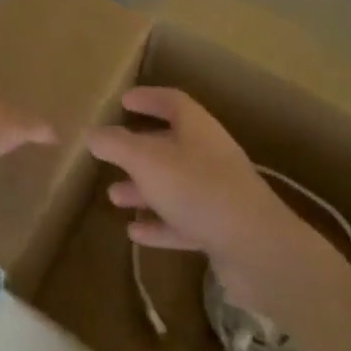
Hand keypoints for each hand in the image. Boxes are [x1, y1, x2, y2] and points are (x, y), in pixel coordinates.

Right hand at [85, 87, 312, 308]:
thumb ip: (115, 144)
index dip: (147, 98)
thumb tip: (90, 132)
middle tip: (110, 154)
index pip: (171, 101)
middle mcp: (210, 156)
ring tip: (114, 197)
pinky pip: (183, 221)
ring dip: (144, 189)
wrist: (260, 252)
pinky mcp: (222, 231)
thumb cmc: (198, 189)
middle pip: (170, 144)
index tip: (123, 101)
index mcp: (197, 129)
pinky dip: (159, 224)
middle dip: (138, 149)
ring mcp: (219, 194)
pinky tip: (135, 233)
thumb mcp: (146, 160)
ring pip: (174, 184)